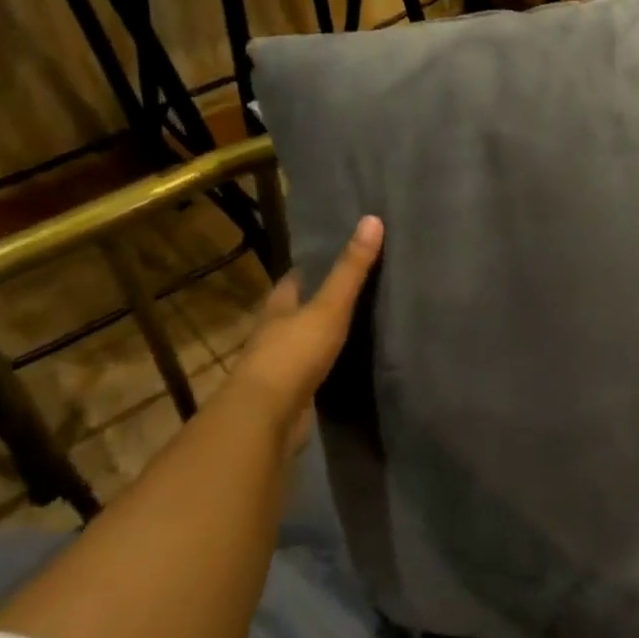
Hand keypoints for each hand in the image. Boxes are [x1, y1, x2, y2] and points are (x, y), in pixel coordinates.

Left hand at [224, 215, 383, 440]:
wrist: (265, 418)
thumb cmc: (293, 354)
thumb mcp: (329, 307)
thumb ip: (351, 269)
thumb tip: (372, 219)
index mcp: (278, 307)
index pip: (294, 280)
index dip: (312, 267)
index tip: (335, 255)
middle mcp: (273, 333)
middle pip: (296, 310)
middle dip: (318, 301)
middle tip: (354, 289)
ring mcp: (279, 366)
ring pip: (302, 342)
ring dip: (320, 335)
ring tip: (356, 325)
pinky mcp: (289, 395)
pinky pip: (311, 372)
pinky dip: (325, 365)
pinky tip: (345, 364)